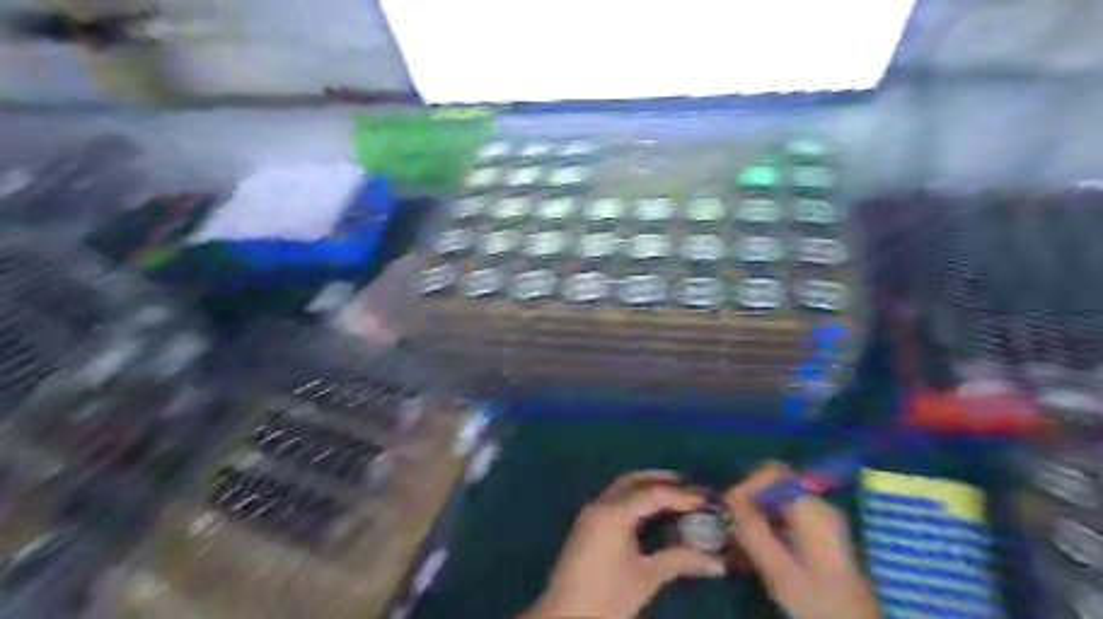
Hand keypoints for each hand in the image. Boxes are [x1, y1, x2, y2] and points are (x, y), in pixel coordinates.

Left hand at [521, 470, 729, 618]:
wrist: (565, 617)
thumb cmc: (608, 598)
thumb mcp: (647, 577)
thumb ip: (680, 561)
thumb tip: (718, 562)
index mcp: (614, 514)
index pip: (653, 494)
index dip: (681, 495)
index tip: (705, 498)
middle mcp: (599, 505)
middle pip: (633, 481)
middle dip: (660, 480)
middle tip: (687, 485)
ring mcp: (589, 513)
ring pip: (620, 488)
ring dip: (644, 487)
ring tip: (671, 496)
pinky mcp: (585, 524)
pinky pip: (612, 500)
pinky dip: (632, 498)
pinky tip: (648, 513)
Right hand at [724, 461, 879, 618]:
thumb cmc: (819, 602)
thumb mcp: (780, 571)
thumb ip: (753, 531)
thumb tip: (728, 499)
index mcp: (813, 509)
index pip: (775, 472)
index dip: (748, 484)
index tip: (729, 508)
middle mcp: (818, 508)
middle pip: (773, 488)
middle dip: (746, 504)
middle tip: (727, 526)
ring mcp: (819, 523)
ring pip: (775, 506)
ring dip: (751, 519)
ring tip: (733, 543)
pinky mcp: (817, 540)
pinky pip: (782, 521)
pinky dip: (764, 531)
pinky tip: (749, 554)